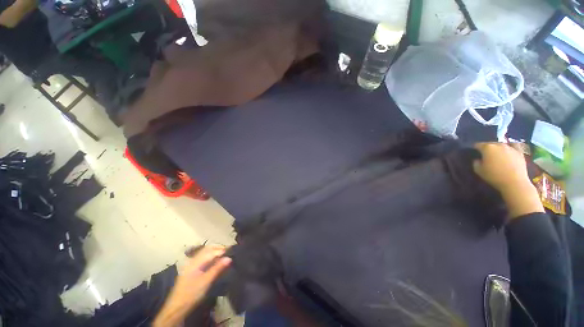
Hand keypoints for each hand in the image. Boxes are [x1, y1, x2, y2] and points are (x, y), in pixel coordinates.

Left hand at [153, 246, 231, 326]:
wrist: (177, 307)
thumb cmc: (192, 293)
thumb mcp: (206, 281)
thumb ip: (217, 268)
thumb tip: (229, 258)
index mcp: (195, 262)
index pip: (210, 251)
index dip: (221, 250)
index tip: (231, 250)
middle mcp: (192, 261)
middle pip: (207, 249)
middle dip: (218, 248)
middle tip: (228, 251)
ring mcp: (191, 265)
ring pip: (204, 253)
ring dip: (214, 252)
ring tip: (223, 255)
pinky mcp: (191, 270)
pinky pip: (202, 258)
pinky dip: (210, 256)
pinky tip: (214, 261)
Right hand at [473, 143, 543, 219]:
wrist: (514, 182)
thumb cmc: (494, 176)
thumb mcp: (479, 171)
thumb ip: (476, 163)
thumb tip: (477, 159)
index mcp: (487, 148)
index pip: (477, 145)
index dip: (475, 149)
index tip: (474, 153)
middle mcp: (498, 144)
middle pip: (490, 144)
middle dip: (487, 148)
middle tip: (485, 155)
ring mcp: (510, 147)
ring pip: (501, 145)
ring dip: (498, 148)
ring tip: (497, 155)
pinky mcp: (519, 152)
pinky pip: (514, 145)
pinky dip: (511, 146)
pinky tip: (509, 150)